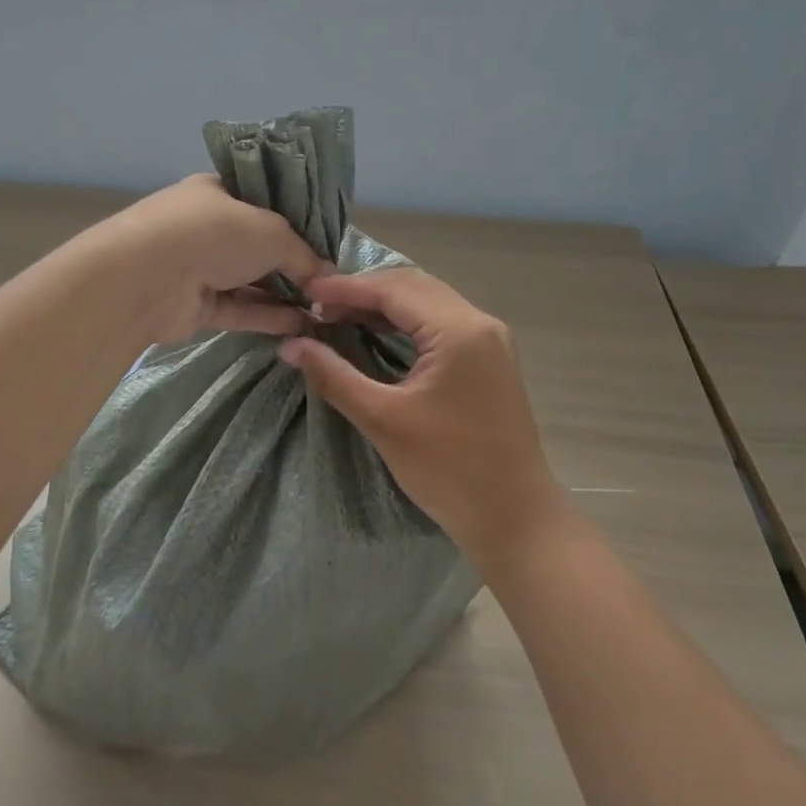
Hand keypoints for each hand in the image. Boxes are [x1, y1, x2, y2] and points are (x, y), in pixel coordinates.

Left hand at [101, 175, 327, 342]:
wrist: (149, 277)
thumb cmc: (214, 233)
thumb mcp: (272, 232)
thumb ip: (304, 254)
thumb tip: (328, 276)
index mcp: (219, 192)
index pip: (263, 202)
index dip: (296, 221)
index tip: (327, 243)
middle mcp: (208, 227)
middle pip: (259, 245)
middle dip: (295, 263)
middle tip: (333, 283)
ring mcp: (200, 267)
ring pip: (251, 280)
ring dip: (286, 294)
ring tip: (327, 309)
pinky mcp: (197, 305)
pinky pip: (241, 308)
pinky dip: (269, 316)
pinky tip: (304, 325)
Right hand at [278, 269, 564, 566]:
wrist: (515, 519)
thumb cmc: (449, 470)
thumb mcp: (382, 420)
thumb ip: (334, 375)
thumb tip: (290, 345)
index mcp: (459, 330)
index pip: (393, 288)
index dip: (345, 286)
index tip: (304, 289)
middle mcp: (479, 323)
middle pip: (412, 286)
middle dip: (362, 290)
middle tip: (317, 304)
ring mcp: (490, 339)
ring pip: (428, 301)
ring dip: (383, 304)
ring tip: (337, 315)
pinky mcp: (489, 358)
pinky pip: (440, 322)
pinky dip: (404, 321)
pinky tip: (374, 332)